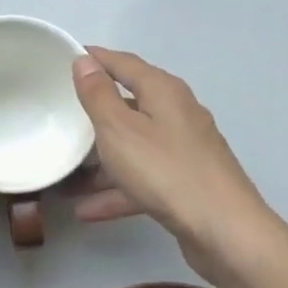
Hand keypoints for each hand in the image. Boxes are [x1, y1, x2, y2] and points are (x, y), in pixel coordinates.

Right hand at [70, 47, 287, 286]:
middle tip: (62, 113)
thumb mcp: (119, 129)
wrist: (224, 231)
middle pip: (130, 104)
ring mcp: (185, 150)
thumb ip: (98, 94)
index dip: (95, 59)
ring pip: (134, 146)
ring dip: (101, 160)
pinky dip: (118, 189)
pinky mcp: (187, 183)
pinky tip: (88, 210)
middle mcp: (178, 113)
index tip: (66, 57)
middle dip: (95, 112)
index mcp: (163, 91)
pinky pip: (144, 178)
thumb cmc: (165, 170)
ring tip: (66, 174)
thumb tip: (85, 61)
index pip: (124, 63)